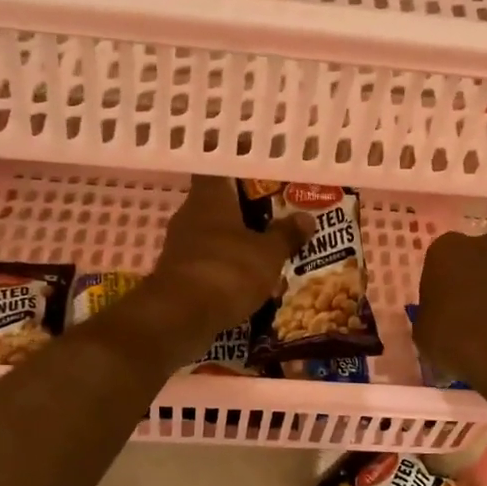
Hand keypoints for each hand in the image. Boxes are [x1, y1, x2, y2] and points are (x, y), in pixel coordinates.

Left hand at [151, 176, 311, 331]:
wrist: (180, 318)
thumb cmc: (228, 270)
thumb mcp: (268, 253)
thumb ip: (286, 234)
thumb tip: (306, 218)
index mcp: (210, 197)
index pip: (221, 168)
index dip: (241, 168)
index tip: (264, 171)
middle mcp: (191, 215)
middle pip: (221, 204)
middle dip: (248, 210)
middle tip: (279, 213)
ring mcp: (182, 246)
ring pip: (217, 236)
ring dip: (240, 242)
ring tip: (271, 249)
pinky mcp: (180, 275)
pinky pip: (212, 263)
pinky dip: (230, 268)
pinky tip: (253, 281)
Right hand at [414, 232, 486, 394]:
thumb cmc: (457, 338)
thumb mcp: (422, 333)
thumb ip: (427, 315)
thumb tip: (436, 318)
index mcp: (446, 249)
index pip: (436, 263)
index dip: (437, 287)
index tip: (438, 310)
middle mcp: (483, 244)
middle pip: (470, 261)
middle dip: (467, 281)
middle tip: (462, 314)